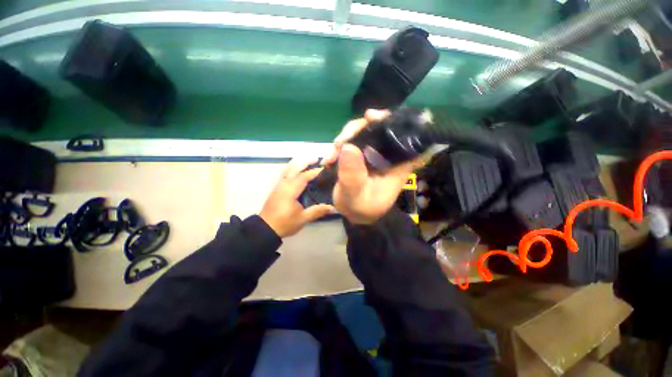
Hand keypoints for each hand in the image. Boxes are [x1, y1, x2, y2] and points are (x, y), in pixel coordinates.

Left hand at [260, 157, 334, 237]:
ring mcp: (279, 185)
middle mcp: (284, 184)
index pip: (304, 177)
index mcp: (290, 190)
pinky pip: (285, 173)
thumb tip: (334, 208)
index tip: (325, 169)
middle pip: (294, 168)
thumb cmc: (284, 223)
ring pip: (288, 169)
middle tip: (317, 158)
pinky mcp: (276, 188)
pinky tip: (297, 170)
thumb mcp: (303, 219)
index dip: (315, 172)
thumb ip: (318, 211)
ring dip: (298, 163)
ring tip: (308, 161)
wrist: (265, 229)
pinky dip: (292, 168)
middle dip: (305, 161)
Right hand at [326, 110, 419, 224]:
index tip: (375, 118)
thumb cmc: (360, 208)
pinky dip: (339, 145)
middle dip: (360, 128)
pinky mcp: (361, 153)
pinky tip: (329, 157)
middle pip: (381, 128)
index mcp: (397, 164)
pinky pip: (352, 140)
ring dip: (346, 137)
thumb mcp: (356, 196)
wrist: (351, 212)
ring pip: (364, 131)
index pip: (408, 138)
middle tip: (342, 141)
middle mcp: (388, 155)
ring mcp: (373, 152)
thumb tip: (348, 147)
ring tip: (332, 153)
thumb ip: (353, 176)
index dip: (397, 123)